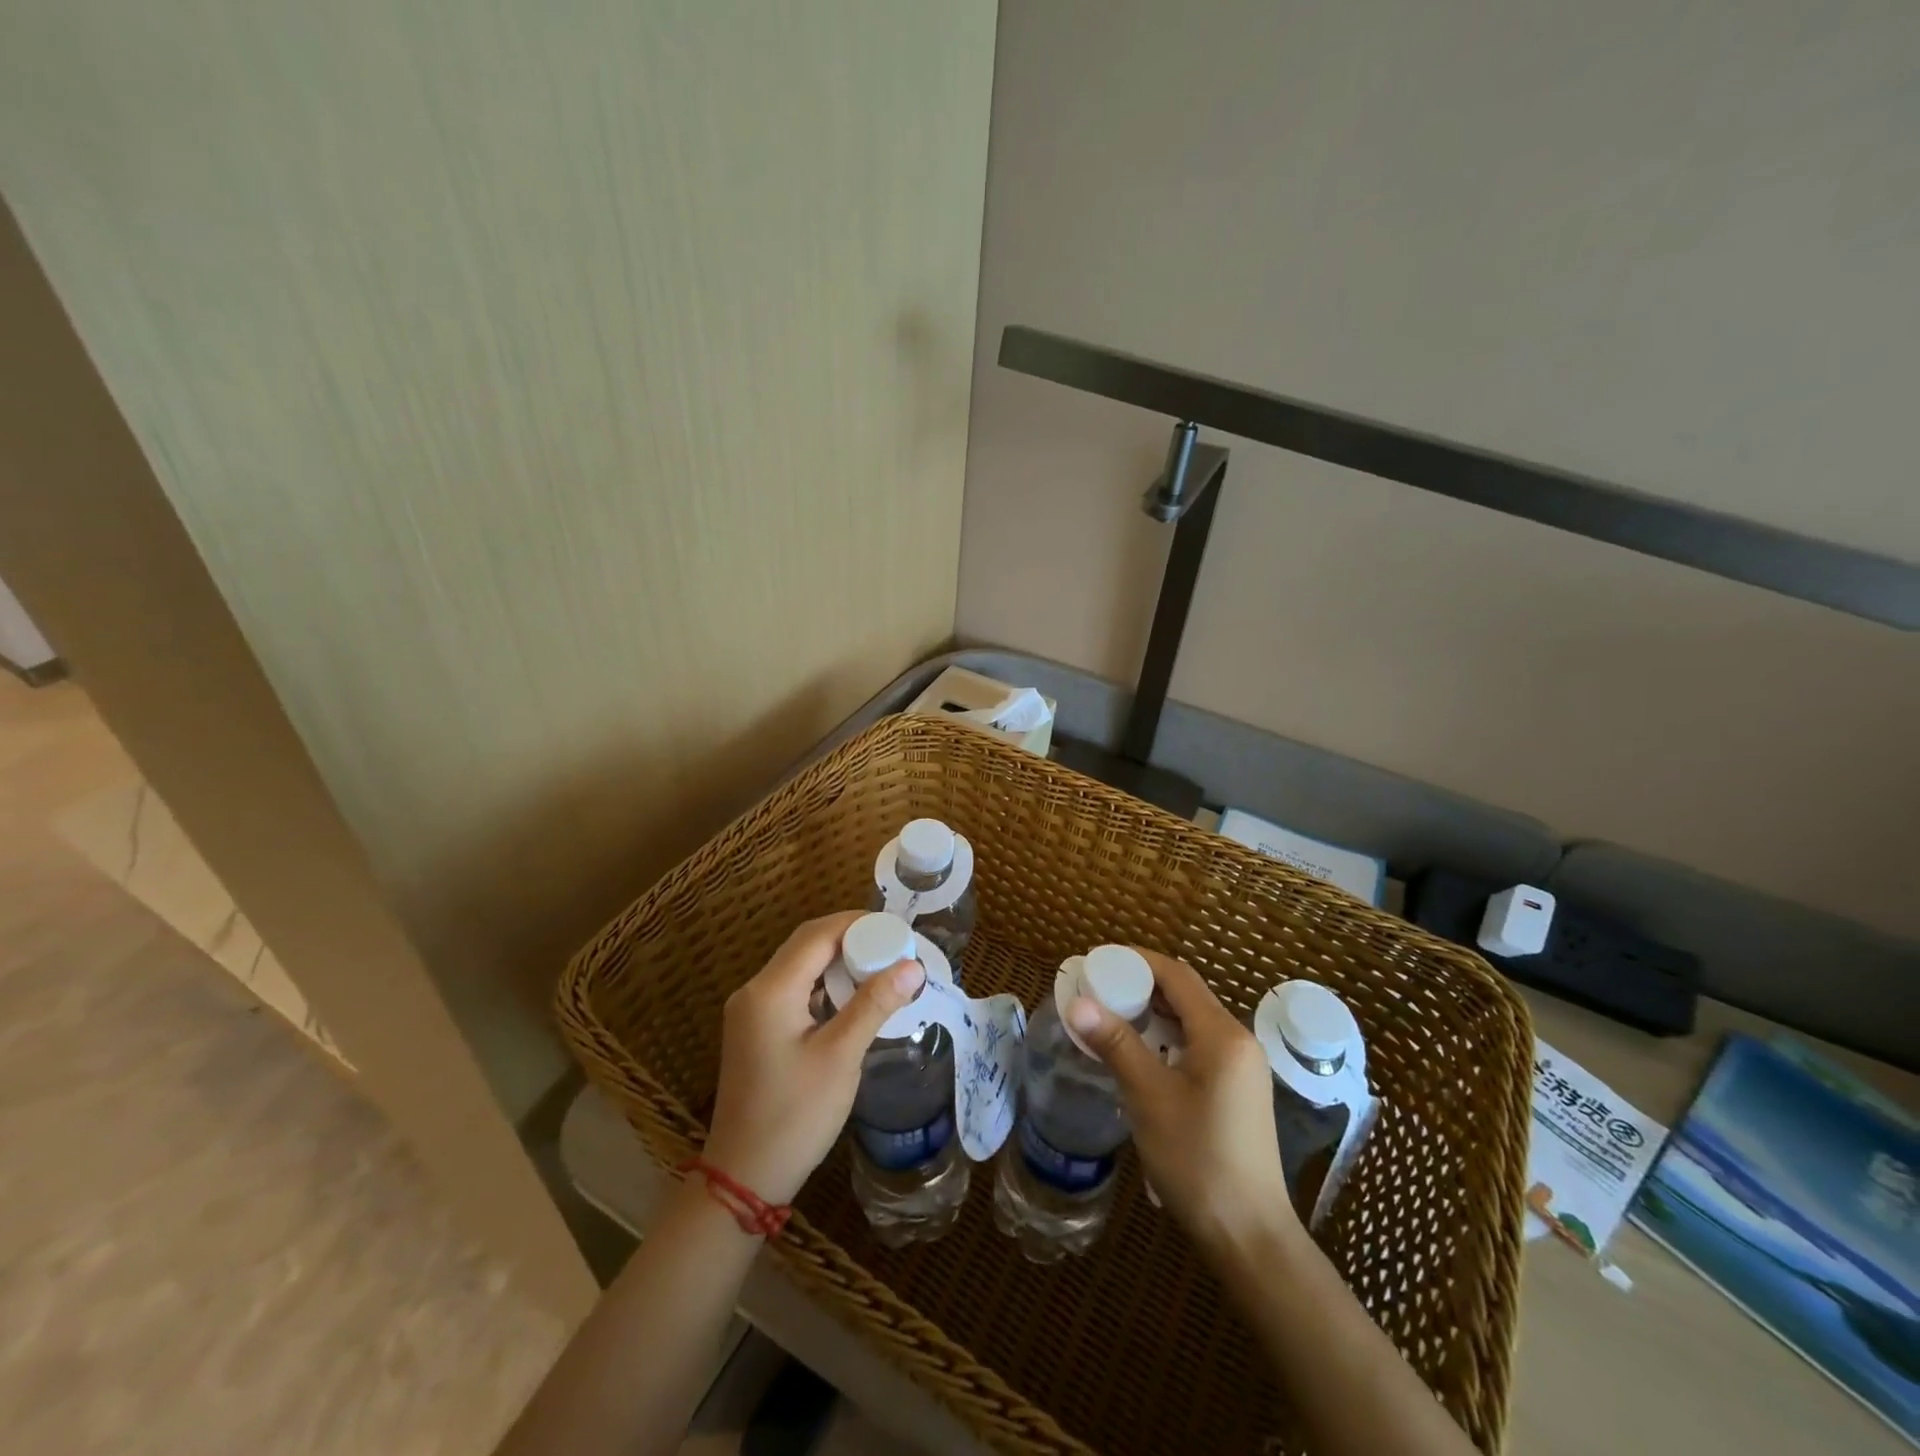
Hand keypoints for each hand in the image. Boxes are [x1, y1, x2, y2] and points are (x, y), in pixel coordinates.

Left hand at [701, 911, 925, 1205]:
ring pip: (800, 966)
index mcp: (770, 990)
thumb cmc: (794, 1116)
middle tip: (894, 946)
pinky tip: (852, 997)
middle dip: (851, 939)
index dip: (858, 924)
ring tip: (881, 967)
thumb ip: (874, 1004)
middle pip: (806, 945)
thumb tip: (913, 966)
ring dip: (838, 961)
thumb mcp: (841, 1057)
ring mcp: (751, 1011)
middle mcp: (754, 990)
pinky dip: (824, 985)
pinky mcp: (756, 1030)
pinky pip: (793, 990)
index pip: (817, 935)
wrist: (743, 1178)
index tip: (897, 929)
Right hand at [1065, 949, 1300, 1262]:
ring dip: (1151, 1013)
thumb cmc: (1198, 1160)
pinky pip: (1197, 1045)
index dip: (1136, 961)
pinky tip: (1138, 1054)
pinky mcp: (1236, 1090)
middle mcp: (1237, 1041)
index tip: (1097, 961)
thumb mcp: (1149, 1097)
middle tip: (1096, 989)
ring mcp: (1241, 1067)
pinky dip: (1165, 1039)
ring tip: (1109, 1016)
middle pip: (1184, 994)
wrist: (1249, 1237)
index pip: (1176, 976)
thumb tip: (1077, 1002)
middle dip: (1139, 986)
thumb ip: (1115, 1044)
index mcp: (1222, 1034)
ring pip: (1190, 1021)